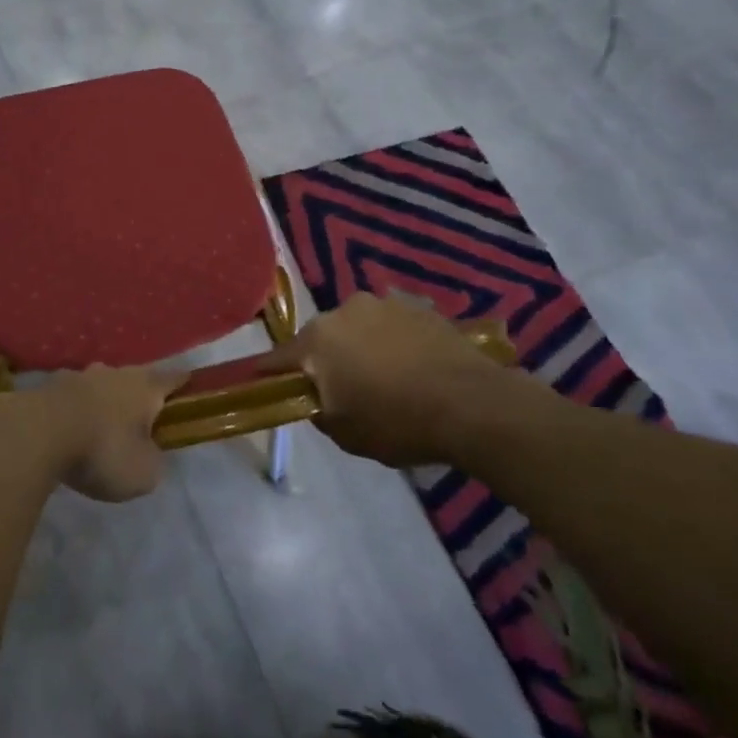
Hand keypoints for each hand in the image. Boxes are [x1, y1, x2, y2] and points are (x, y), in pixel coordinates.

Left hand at [0, 365, 182, 502]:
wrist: (36, 434)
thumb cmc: (102, 450)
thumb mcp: (143, 473)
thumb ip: (153, 462)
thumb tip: (148, 454)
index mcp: (144, 386)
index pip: (172, 378)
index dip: (182, 383)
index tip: (190, 385)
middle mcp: (112, 373)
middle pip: (132, 379)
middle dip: (137, 396)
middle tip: (140, 419)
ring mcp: (76, 376)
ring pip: (98, 386)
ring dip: (102, 402)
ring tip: (100, 427)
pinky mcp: (46, 388)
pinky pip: (69, 399)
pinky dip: (73, 412)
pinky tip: (68, 430)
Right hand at [259, 293, 511, 466]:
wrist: (473, 405)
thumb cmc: (398, 422)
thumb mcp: (345, 433)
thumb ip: (319, 411)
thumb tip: (318, 398)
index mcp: (317, 340)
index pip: (278, 358)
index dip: (270, 373)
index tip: (264, 383)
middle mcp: (344, 310)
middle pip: (322, 338)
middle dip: (326, 359)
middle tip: (341, 388)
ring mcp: (385, 303)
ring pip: (359, 328)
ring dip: (362, 346)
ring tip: (385, 377)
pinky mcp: (420, 307)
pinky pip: (393, 326)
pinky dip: (394, 342)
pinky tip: (412, 367)